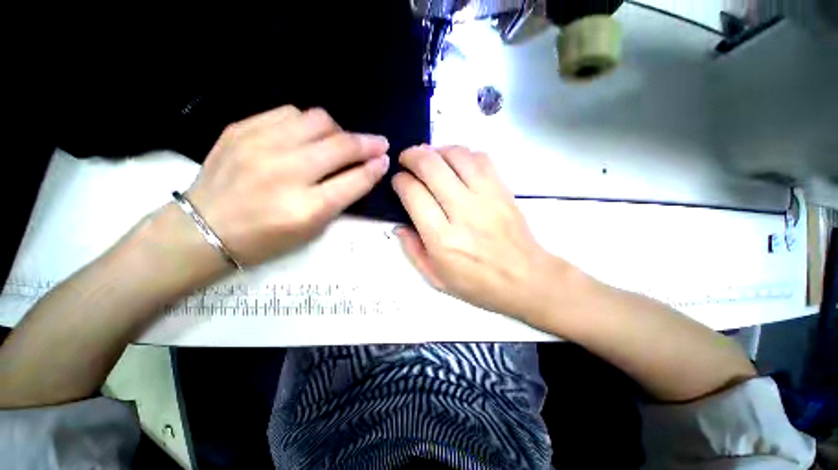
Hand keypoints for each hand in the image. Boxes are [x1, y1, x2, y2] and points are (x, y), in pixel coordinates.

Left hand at [187, 106, 389, 265]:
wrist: (205, 228)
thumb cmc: (266, 238)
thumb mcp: (312, 229)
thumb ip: (341, 198)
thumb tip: (364, 170)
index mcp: (307, 208)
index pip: (355, 180)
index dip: (375, 168)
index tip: (385, 160)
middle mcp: (287, 173)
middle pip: (341, 145)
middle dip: (368, 143)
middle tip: (379, 143)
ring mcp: (261, 146)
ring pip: (318, 120)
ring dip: (338, 131)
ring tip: (338, 142)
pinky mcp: (242, 129)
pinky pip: (289, 113)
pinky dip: (307, 124)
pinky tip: (306, 136)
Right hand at [392, 145, 571, 320]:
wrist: (525, 279)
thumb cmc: (478, 284)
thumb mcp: (436, 279)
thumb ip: (413, 251)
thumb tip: (399, 225)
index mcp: (442, 238)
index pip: (414, 194)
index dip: (400, 181)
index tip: (398, 181)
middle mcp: (462, 212)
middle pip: (431, 167)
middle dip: (412, 156)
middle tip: (406, 160)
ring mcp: (486, 197)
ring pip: (456, 155)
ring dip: (436, 150)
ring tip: (429, 158)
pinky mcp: (502, 190)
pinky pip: (481, 158)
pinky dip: (463, 154)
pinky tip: (456, 163)